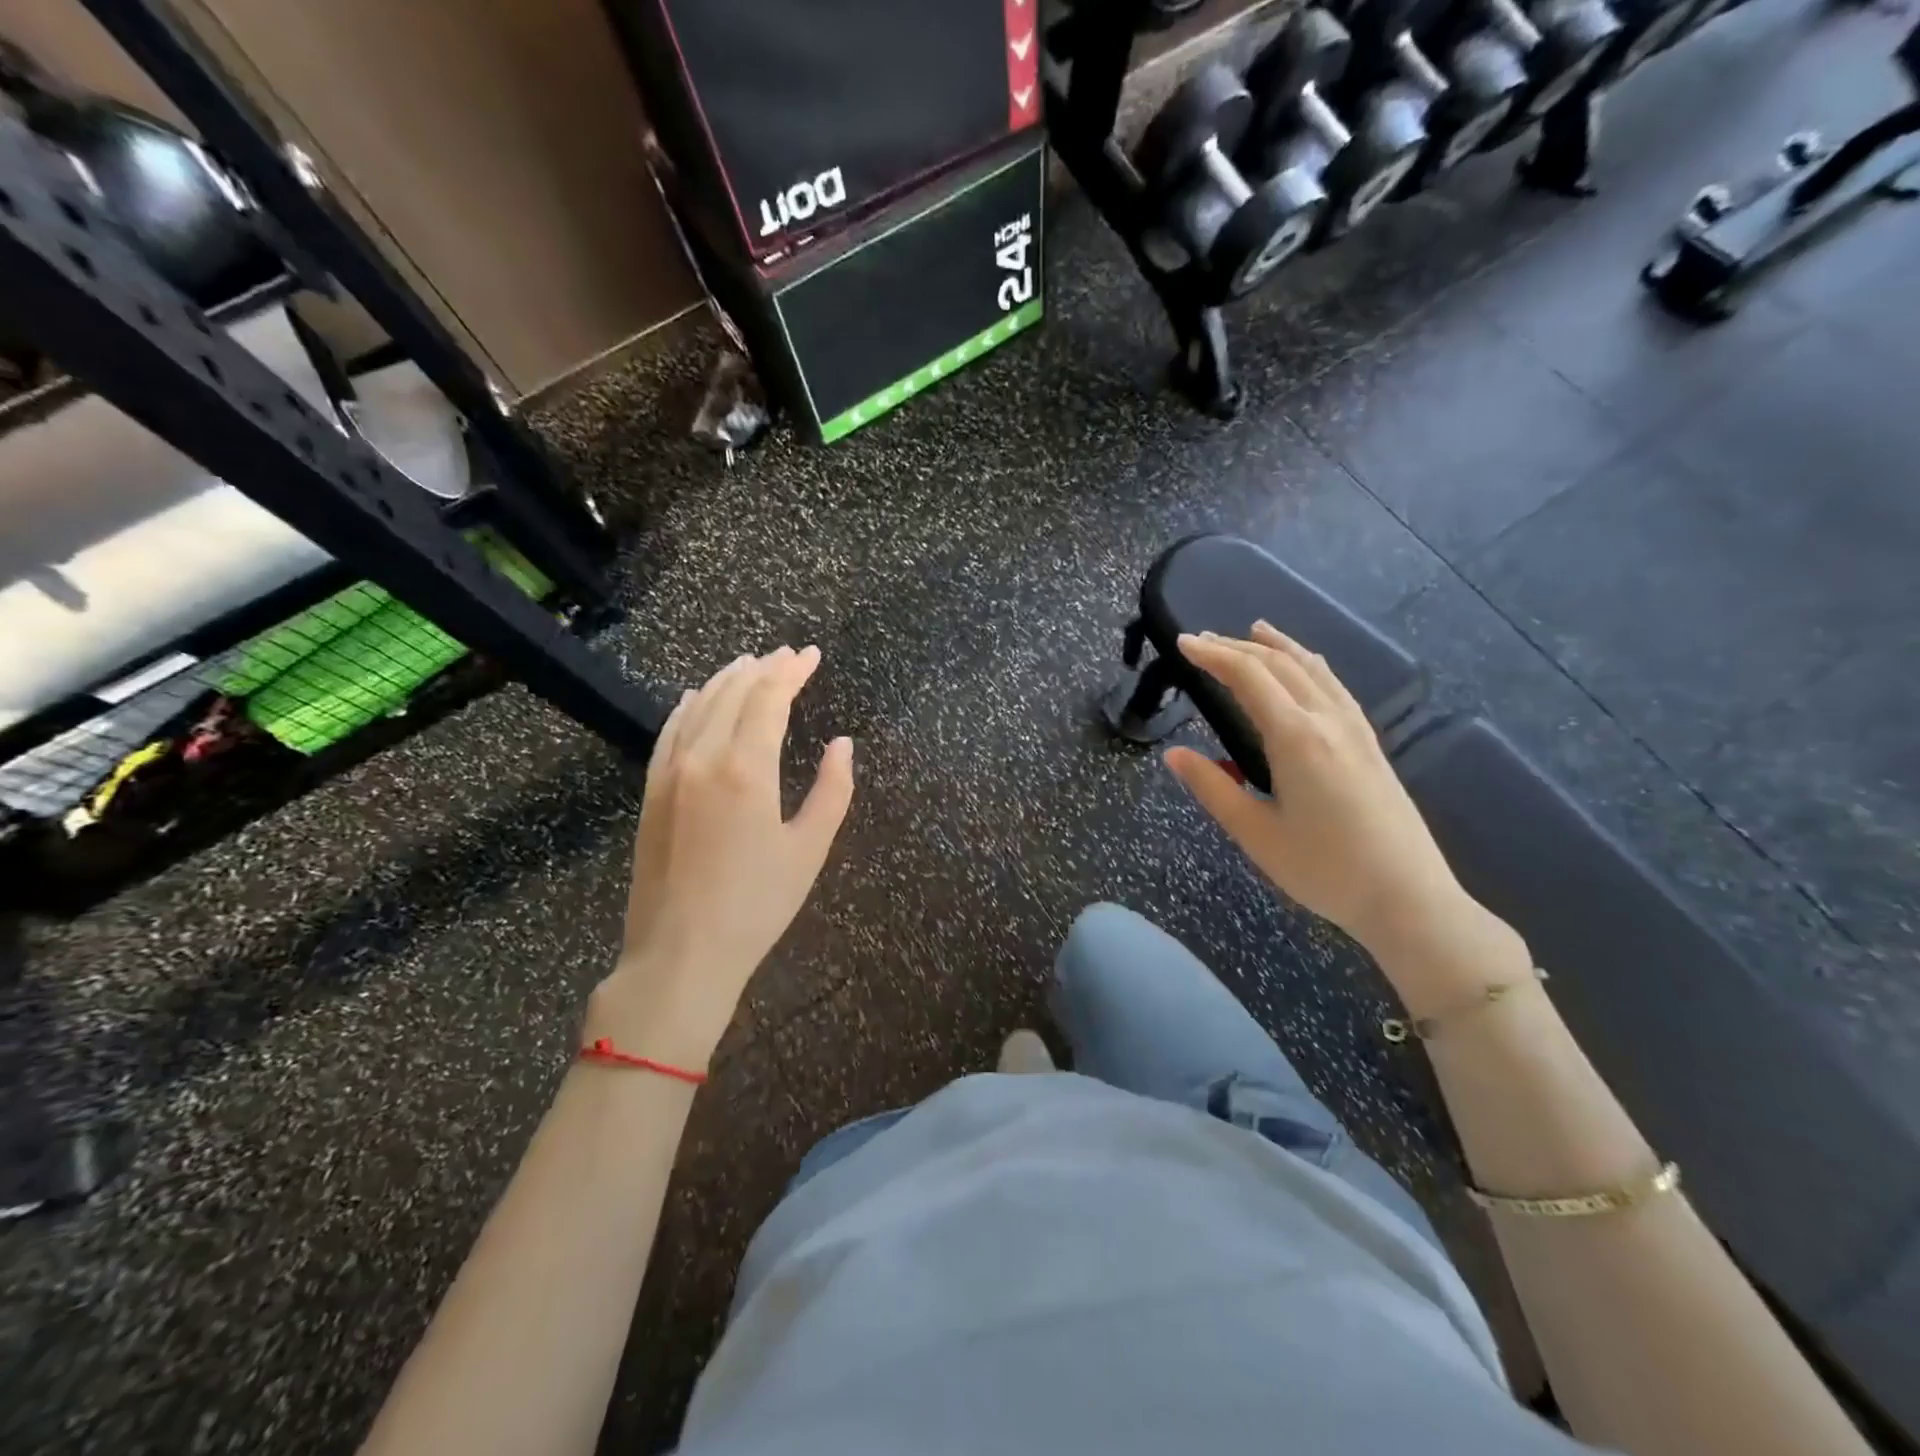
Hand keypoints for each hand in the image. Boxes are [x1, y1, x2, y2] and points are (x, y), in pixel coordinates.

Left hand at [589, 646, 853, 1067]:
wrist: (681, 953)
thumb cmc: (756, 906)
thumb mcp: (809, 849)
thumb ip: (832, 790)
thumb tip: (842, 743)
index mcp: (747, 769)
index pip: (769, 699)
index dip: (792, 672)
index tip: (812, 655)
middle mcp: (704, 757)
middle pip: (734, 693)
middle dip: (764, 668)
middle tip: (789, 655)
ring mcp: (670, 772)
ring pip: (699, 706)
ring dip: (727, 679)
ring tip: (750, 663)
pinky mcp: (651, 791)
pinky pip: (669, 732)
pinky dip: (686, 706)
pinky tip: (694, 696)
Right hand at [1164, 623, 1471, 957]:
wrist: (1408, 897)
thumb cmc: (1324, 870)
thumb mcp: (1255, 834)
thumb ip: (1212, 788)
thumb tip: (1173, 754)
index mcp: (1296, 738)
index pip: (1249, 677)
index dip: (1213, 655)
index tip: (1182, 643)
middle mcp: (1328, 720)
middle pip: (1280, 665)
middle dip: (1237, 647)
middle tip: (1201, 640)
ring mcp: (1355, 729)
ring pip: (1313, 669)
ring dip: (1279, 647)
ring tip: (1255, 631)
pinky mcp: (1370, 744)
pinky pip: (1334, 686)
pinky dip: (1310, 665)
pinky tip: (1306, 669)